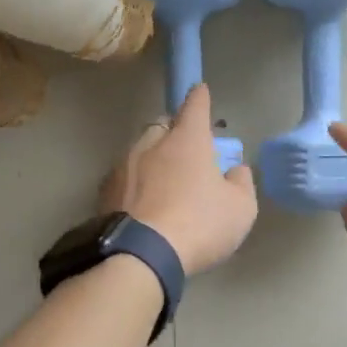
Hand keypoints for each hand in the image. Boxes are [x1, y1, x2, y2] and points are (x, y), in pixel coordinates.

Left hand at [101, 85, 257, 275]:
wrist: (141, 255)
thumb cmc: (199, 225)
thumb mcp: (240, 209)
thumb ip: (241, 183)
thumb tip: (235, 170)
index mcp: (187, 140)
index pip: (195, 106)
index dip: (200, 98)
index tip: (201, 91)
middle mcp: (151, 144)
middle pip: (162, 125)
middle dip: (173, 130)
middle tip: (185, 148)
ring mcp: (123, 167)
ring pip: (139, 150)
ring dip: (151, 158)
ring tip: (161, 180)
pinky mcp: (104, 192)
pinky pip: (124, 178)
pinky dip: (134, 183)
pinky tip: (141, 202)